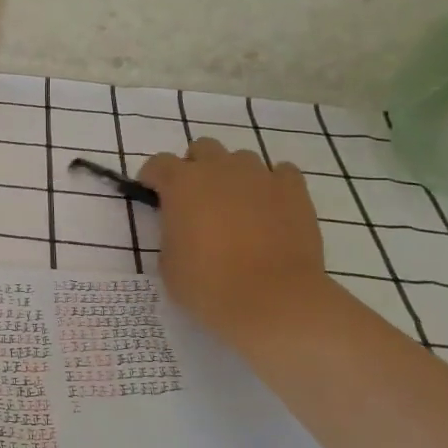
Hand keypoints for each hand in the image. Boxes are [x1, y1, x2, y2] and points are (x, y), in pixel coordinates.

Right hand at [140, 138, 333, 350]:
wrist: (273, 299)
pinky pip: (281, 173)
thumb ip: (172, 232)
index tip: (154, 195)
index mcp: (182, 184)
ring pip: (242, 159)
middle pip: (203, 148)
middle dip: (196, 167)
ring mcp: (260, 177)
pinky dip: (272, 184)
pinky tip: (270, 206)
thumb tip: (184, 226)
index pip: (159, 163)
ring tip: (237, 205)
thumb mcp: (168, 262)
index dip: (153, 177)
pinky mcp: (294, 191)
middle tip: (197, 198)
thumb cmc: (209, 284)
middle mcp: (219, 170)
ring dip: (233, 175)